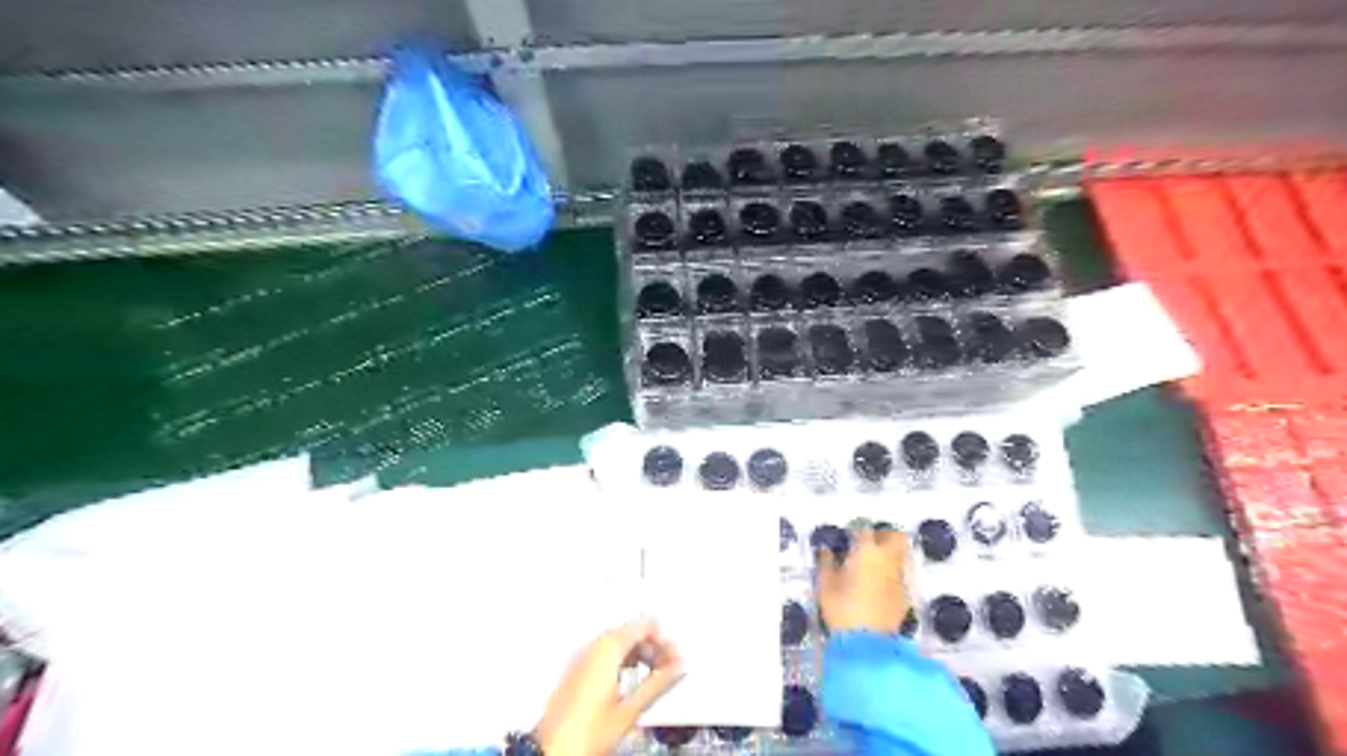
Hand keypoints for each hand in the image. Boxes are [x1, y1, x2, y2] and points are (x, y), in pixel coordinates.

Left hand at [539, 621, 684, 754]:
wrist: (552, 750)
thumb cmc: (586, 732)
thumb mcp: (631, 708)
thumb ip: (659, 683)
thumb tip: (679, 667)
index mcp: (606, 647)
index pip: (643, 626)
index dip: (664, 639)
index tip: (676, 654)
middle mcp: (592, 646)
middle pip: (630, 634)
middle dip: (653, 647)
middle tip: (670, 666)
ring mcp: (581, 657)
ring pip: (618, 645)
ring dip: (639, 656)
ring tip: (654, 676)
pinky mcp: (576, 671)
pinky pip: (605, 655)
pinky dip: (623, 663)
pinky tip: (631, 681)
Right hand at [815, 525, 910, 637]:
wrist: (867, 643)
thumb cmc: (842, 609)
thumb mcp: (825, 585)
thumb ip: (826, 563)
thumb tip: (826, 551)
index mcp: (866, 552)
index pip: (865, 529)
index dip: (857, 529)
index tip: (849, 535)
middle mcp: (887, 559)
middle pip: (895, 535)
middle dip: (884, 534)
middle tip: (869, 541)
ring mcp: (899, 577)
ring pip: (900, 554)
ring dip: (890, 553)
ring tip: (873, 562)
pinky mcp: (905, 595)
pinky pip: (899, 574)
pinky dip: (891, 573)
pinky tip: (878, 583)